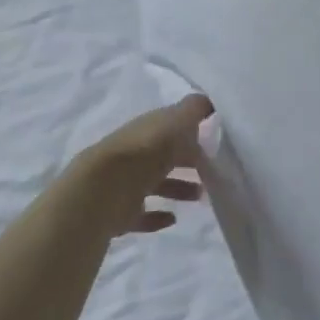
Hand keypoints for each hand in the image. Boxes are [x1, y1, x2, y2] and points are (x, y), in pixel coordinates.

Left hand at [62, 95, 212, 236]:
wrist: (104, 191)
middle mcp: (134, 153)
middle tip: (213, 172)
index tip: (215, 143)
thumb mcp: (176, 120)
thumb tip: (209, 101)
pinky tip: (173, 218)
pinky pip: (142, 214)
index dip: (192, 133)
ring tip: (199, 197)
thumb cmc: (146, 151)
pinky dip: (157, 216)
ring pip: (155, 184)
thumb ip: (194, 109)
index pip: (171, 127)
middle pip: (164, 156)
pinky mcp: (120, 213)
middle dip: (188, 162)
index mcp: (147, 129)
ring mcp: (125, 183)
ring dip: (178, 188)